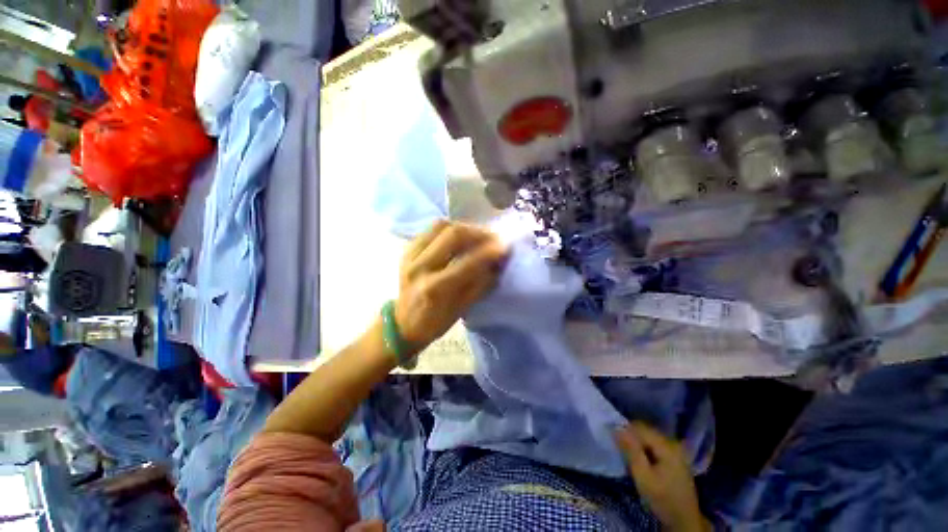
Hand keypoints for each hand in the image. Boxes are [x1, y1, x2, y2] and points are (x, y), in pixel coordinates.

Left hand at [395, 220, 507, 353]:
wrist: (401, 324)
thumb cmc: (433, 323)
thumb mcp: (461, 310)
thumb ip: (480, 285)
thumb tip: (497, 265)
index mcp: (434, 288)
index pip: (467, 263)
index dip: (489, 252)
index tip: (505, 246)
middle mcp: (419, 266)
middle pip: (452, 234)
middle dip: (478, 232)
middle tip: (493, 237)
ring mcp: (410, 254)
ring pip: (440, 226)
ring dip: (464, 227)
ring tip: (478, 234)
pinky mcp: (407, 249)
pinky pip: (430, 229)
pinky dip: (449, 229)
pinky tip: (460, 236)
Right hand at [614, 422, 709, 531]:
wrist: (684, 520)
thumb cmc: (662, 499)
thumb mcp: (643, 477)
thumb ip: (631, 451)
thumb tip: (617, 429)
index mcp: (667, 446)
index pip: (640, 428)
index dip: (625, 431)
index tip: (614, 440)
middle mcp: (673, 444)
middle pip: (646, 431)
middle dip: (631, 437)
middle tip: (621, 450)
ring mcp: (675, 451)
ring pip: (649, 438)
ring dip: (637, 443)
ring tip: (628, 455)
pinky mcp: (675, 458)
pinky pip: (654, 445)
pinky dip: (645, 449)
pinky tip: (640, 460)